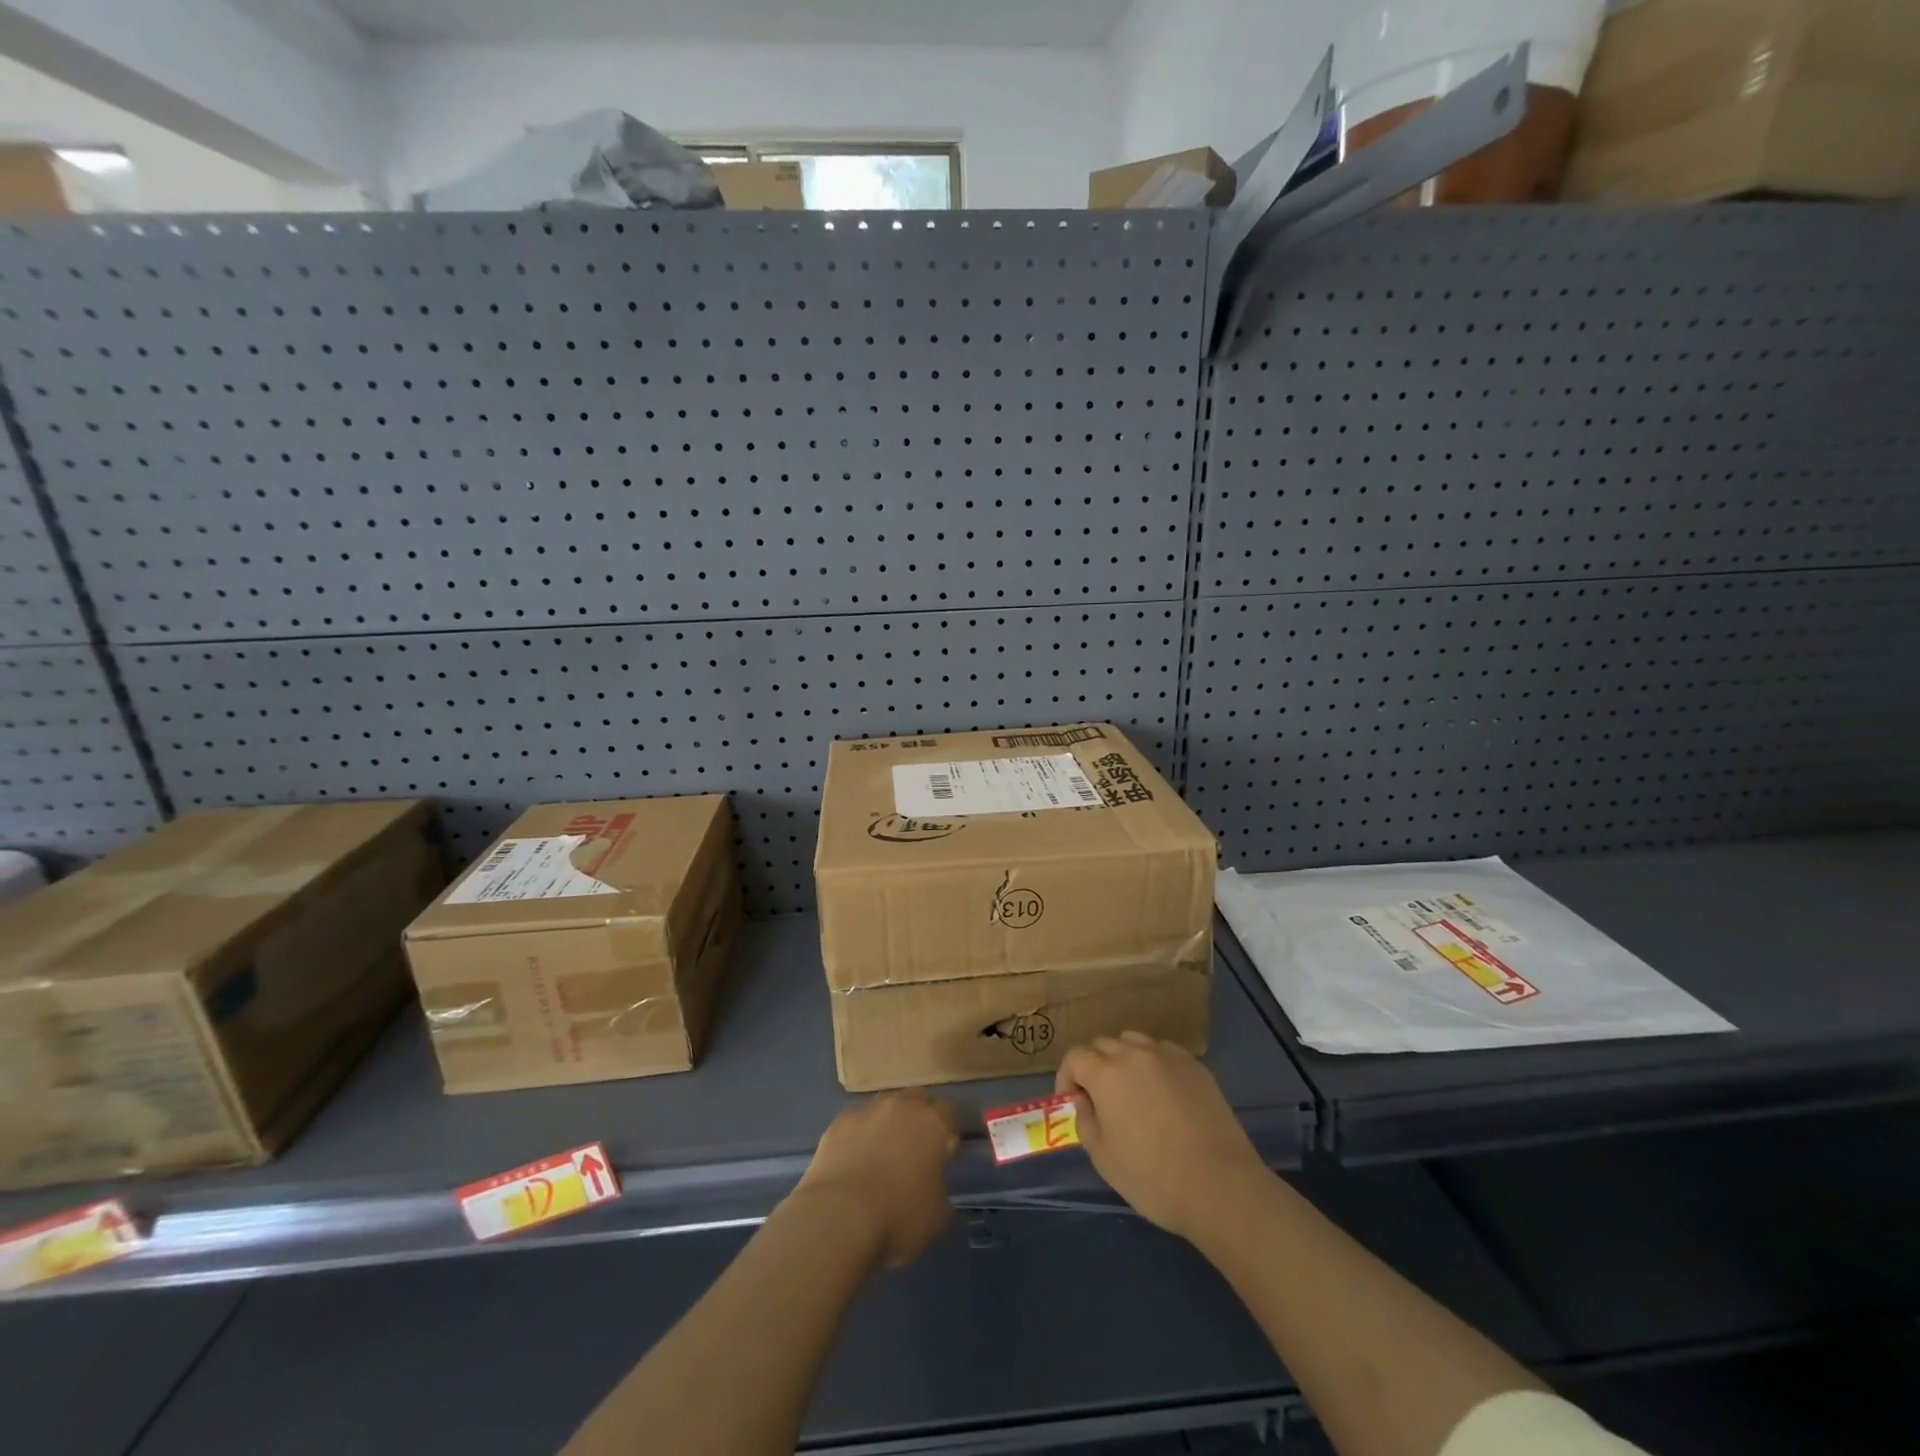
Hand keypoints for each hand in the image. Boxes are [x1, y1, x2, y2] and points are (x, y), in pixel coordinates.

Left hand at [792, 1089, 958, 1268]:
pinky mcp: (838, 1122)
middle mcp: (901, 1106)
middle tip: (917, 1149)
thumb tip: (937, 1191)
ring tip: (884, 1153)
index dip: (948, 1133)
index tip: (945, 1155)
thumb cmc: (898, 1216)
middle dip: (920, 1118)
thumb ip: (943, 1195)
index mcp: (933, 1122)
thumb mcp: (937, 1218)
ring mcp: (867, 1110)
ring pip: (885, 1106)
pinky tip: (856, 1158)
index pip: (949, 1113)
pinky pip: (857, 1122)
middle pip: (917, 1100)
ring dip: (889, 1122)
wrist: (838, 1216)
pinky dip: (860, 1134)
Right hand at [1056, 1032, 1266, 1240]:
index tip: (1072, 1101)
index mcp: (1106, 1073)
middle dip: (1093, 1066)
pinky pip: (1164, 1052)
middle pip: (1103, 1044)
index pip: (1075, 1056)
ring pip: (1134, 1041)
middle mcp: (1135, 1054)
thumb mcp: (1103, 1157)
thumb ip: (1085, 1121)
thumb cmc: (1152, 1177)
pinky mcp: (1195, 1066)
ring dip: (1123, 1058)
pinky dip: (1154, 1064)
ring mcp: (1168, 1056)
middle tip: (1099, 1098)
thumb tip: (1084, 1100)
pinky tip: (1163, 1092)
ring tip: (1131, 1089)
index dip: (1067, 1076)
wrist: (1220, 1186)